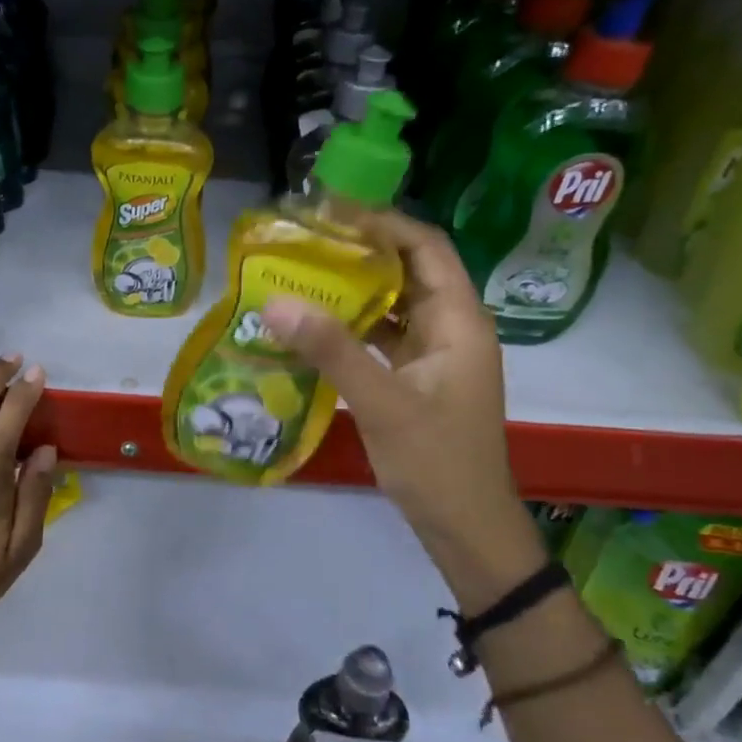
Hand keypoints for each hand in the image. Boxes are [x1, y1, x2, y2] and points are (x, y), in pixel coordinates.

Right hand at [261, 210, 541, 602]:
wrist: (466, 528)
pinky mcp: (416, 377)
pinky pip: (382, 336)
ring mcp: (434, 354)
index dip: (382, 223)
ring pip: (392, 303)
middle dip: (359, 251)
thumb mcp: (382, 403)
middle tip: (304, 240)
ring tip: (300, 273)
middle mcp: (450, 327)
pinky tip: (312, 325)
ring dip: (352, 288)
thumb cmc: (437, 462)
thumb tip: (275, 302)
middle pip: (407, 270)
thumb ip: (331, 350)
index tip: (330, 213)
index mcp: (459, 321)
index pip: (426, 248)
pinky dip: (351, 325)